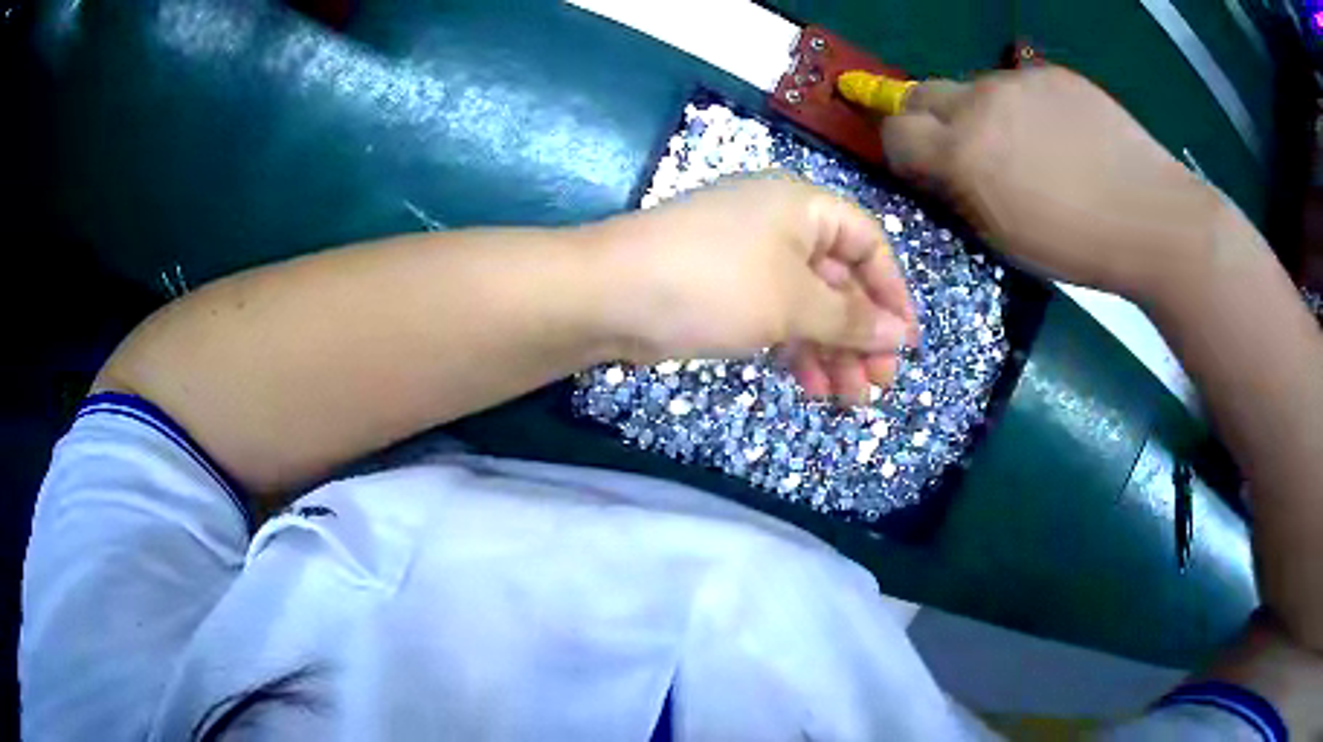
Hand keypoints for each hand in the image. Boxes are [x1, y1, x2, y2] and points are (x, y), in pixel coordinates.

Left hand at [588, 175, 918, 401]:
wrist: (607, 295)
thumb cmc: (714, 284)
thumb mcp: (793, 303)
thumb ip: (851, 320)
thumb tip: (900, 336)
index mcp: (802, 207)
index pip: (868, 244)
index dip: (892, 293)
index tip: (904, 344)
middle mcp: (779, 224)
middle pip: (838, 280)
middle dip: (860, 334)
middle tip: (878, 386)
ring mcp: (748, 258)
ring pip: (806, 304)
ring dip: (830, 350)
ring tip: (847, 400)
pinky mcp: (722, 290)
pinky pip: (774, 316)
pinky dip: (794, 348)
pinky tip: (809, 384)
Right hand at [882, 67, 1227, 301]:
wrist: (1151, 217)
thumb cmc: (1077, 246)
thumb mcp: (1004, 238)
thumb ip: (958, 194)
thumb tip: (936, 169)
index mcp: (964, 151)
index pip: (896, 129)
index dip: (901, 149)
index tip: (921, 168)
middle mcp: (981, 101)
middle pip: (923, 93)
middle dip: (928, 119)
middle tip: (962, 150)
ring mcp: (1019, 80)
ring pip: (975, 88)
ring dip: (982, 113)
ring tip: (1026, 147)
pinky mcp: (1053, 73)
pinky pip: (1019, 84)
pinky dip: (1023, 106)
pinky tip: (1059, 135)